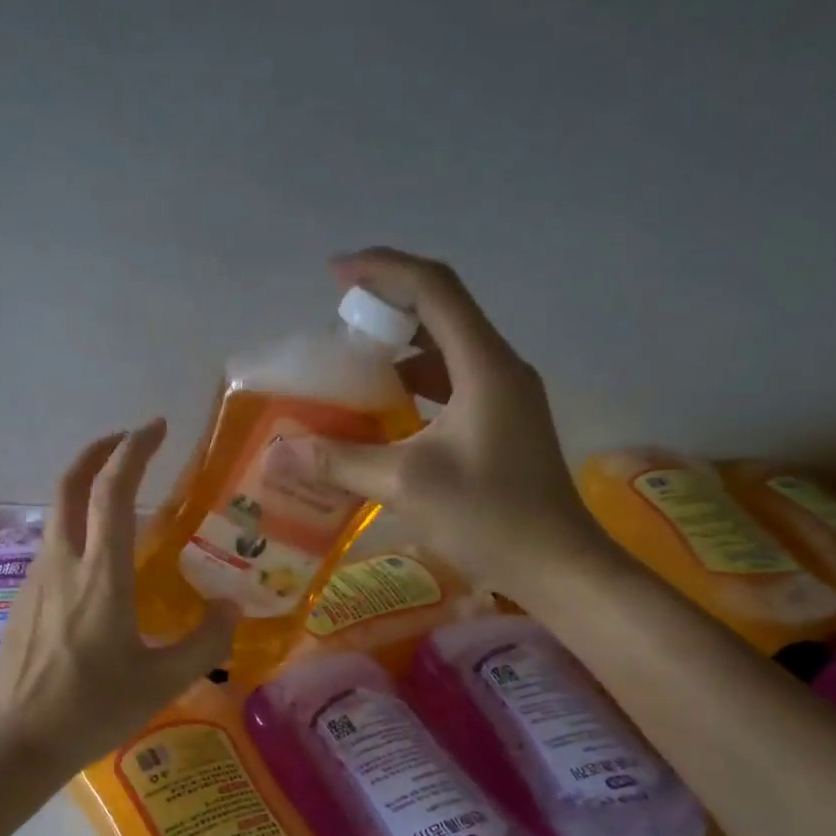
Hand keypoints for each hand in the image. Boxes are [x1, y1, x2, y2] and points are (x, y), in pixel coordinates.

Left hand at [0, 419, 237, 774]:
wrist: (17, 742)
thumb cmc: (93, 709)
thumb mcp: (162, 681)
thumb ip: (205, 642)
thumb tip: (231, 608)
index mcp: (101, 574)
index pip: (114, 490)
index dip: (135, 450)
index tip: (155, 427)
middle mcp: (63, 562)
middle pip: (72, 483)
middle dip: (99, 450)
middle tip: (129, 441)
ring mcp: (36, 578)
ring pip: (57, 512)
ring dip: (86, 488)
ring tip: (120, 498)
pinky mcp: (22, 598)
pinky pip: (52, 544)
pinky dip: (76, 526)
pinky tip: (95, 559)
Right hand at [293, 247, 617, 598]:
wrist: (557, 565)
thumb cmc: (489, 517)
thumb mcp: (407, 485)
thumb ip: (340, 461)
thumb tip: (277, 452)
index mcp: (485, 365)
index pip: (434, 288)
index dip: (383, 270)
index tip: (334, 273)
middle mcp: (499, 367)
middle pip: (442, 311)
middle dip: (387, 307)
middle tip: (338, 325)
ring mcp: (505, 396)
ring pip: (446, 349)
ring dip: (400, 348)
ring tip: (353, 366)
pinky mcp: (502, 423)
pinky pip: (451, 384)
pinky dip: (414, 384)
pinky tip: (384, 412)